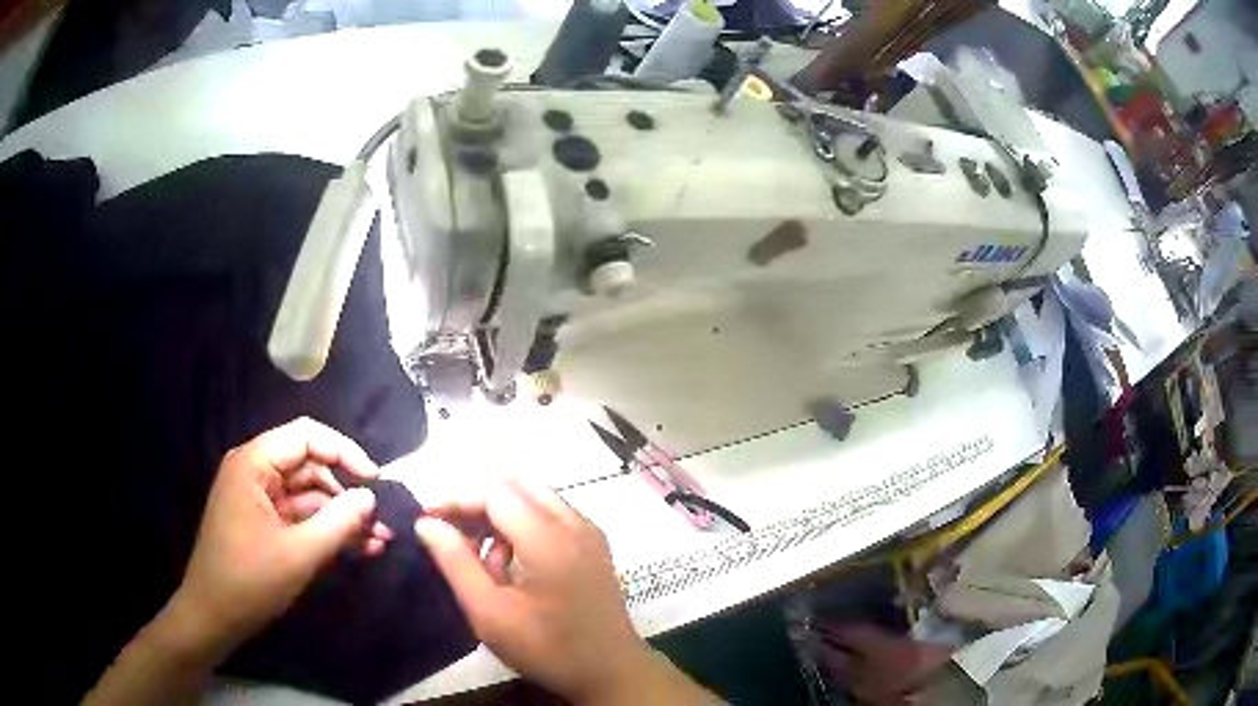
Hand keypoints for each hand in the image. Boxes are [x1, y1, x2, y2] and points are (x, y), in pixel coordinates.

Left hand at [172, 417, 390, 654]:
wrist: (214, 617)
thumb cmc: (249, 580)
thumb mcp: (298, 554)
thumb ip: (338, 522)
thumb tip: (370, 497)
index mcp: (253, 463)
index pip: (305, 436)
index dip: (344, 452)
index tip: (377, 482)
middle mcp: (255, 472)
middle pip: (310, 466)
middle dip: (347, 493)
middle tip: (381, 520)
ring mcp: (260, 499)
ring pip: (310, 495)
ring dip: (343, 516)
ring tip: (379, 540)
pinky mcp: (265, 524)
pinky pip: (302, 518)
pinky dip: (328, 531)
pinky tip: (359, 548)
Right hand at [416, 479, 710, 703]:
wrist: (611, 672)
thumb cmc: (548, 648)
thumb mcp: (490, 613)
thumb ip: (456, 563)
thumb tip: (427, 524)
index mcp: (549, 537)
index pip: (495, 491)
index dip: (457, 500)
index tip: (427, 521)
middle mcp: (574, 523)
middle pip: (517, 486)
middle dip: (479, 503)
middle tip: (454, 536)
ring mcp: (589, 533)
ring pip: (535, 498)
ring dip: (502, 517)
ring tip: (486, 565)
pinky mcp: (594, 546)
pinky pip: (552, 516)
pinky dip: (524, 528)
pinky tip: (513, 569)